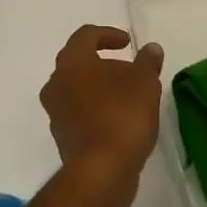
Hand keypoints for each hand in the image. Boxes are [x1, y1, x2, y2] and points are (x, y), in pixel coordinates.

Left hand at [40, 25, 163, 197]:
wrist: (101, 172)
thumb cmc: (122, 115)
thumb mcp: (145, 82)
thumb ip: (147, 62)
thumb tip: (150, 48)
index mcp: (72, 62)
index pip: (85, 35)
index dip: (108, 34)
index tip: (128, 43)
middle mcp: (56, 83)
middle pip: (78, 62)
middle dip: (103, 62)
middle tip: (127, 69)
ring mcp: (56, 112)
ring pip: (76, 89)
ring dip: (98, 87)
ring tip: (125, 95)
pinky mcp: (62, 137)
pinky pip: (78, 112)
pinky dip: (95, 109)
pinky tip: (118, 119)